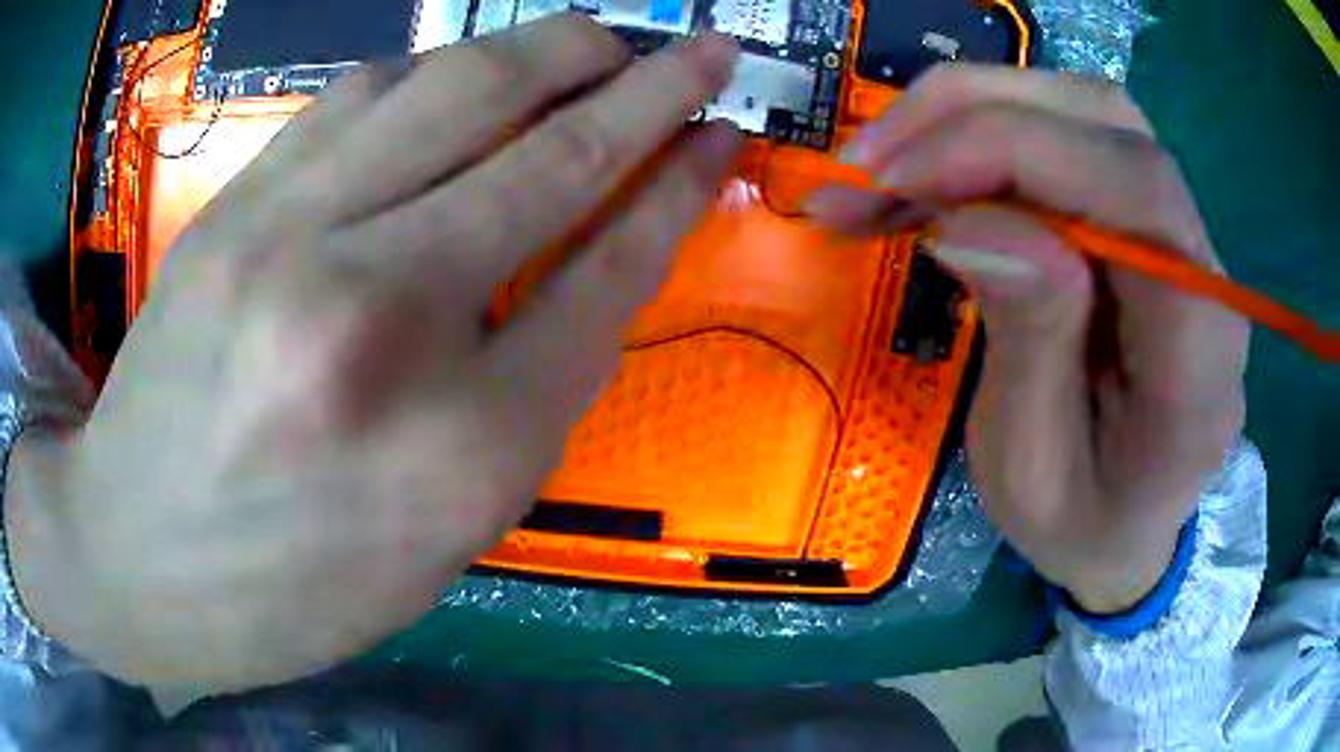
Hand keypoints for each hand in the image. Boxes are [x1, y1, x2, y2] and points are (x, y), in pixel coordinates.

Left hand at [4, 17, 741, 692]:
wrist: (135, 559)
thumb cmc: (292, 589)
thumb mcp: (442, 536)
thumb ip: (528, 398)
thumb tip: (589, 270)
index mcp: (462, 449)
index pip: (611, 269)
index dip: (681, 187)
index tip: (722, 139)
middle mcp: (381, 317)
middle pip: (553, 152)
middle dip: (651, 84)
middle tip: (703, 49)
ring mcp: (291, 239)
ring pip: (460, 88)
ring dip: (553, 49)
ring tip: (601, 38)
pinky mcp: (236, 205)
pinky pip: (362, 95)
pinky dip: (436, 71)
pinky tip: (465, 75)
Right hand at [808, 65, 1248, 611]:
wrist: (1134, 525)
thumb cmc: (1084, 524)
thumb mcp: (1035, 474)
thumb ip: (1029, 342)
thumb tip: (968, 217)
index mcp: (1199, 352)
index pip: (1132, 189)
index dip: (1012, 151)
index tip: (898, 182)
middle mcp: (1203, 266)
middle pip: (1104, 121)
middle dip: (972, 116)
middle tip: (867, 167)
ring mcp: (1178, 230)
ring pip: (1081, 109)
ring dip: (971, 113)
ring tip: (887, 169)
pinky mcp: (1143, 218)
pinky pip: (1067, 134)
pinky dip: (985, 134)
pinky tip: (931, 174)